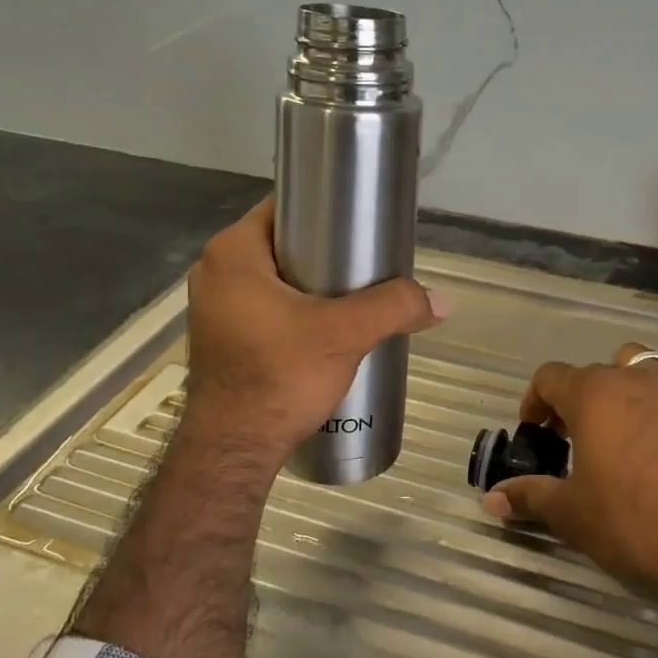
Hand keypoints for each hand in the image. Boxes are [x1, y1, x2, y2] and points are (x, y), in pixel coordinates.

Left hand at [183, 199, 446, 464]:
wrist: (236, 450)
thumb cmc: (280, 377)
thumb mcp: (345, 335)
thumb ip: (394, 308)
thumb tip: (442, 302)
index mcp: (233, 253)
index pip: (286, 208)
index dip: (328, 211)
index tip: (364, 227)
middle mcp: (215, 271)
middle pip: (285, 245)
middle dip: (328, 253)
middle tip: (369, 267)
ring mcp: (214, 307)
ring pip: (277, 279)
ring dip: (315, 286)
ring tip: (357, 299)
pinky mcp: (223, 338)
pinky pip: (267, 307)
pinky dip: (296, 310)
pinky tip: (328, 329)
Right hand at [482, 344, 657, 589]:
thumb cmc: (632, 520)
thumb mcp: (572, 514)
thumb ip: (530, 497)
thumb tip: (492, 498)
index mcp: (593, 394)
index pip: (550, 377)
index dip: (536, 400)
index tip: (534, 430)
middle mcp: (635, 379)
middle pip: (598, 370)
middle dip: (582, 397)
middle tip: (577, 436)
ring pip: (646, 366)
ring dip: (630, 386)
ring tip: (627, 424)